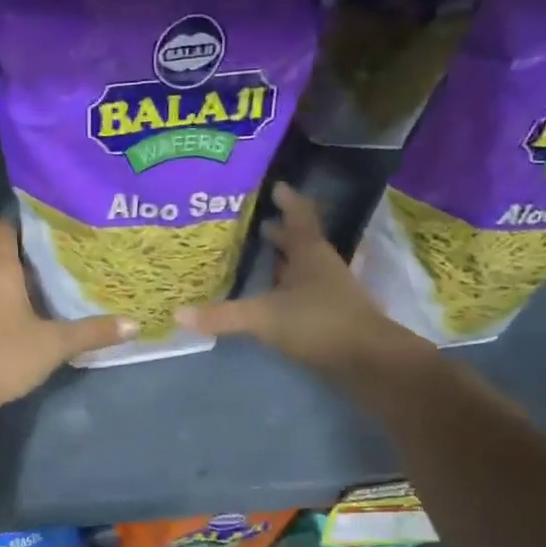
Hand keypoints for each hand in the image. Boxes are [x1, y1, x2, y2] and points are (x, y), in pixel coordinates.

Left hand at [0, 217, 133, 418]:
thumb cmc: (7, 354)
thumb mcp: (56, 343)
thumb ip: (93, 331)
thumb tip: (133, 324)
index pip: (3, 229)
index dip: (24, 224)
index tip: (51, 227)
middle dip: (23, 252)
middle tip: (57, 256)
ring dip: (12, 279)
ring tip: (46, 284)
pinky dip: (1, 301)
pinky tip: (23, 314)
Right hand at [179, 182, 425, 382]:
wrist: (367, 360)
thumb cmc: (318, 322)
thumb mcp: (264, 317)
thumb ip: (223, 315)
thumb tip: (178, 315)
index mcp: (310, 253)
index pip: (299, 216)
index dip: (287, 201)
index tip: (275, 186)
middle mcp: (322, 266)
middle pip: (301, 241)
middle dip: (281, 231)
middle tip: (257, 222)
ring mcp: (330, 291)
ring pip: (304, 267)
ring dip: (285, 260)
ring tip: (262, 256)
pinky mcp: (330, 315)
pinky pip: (304, 292)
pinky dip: (288, 288)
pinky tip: (274, 297)